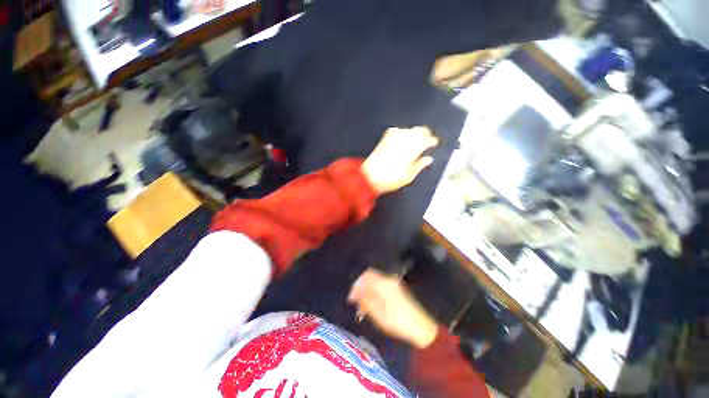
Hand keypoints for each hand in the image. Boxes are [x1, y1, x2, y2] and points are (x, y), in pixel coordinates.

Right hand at [348, 269, 438, 348]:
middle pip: (370, 276)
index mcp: (383, 283)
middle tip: (356, 299)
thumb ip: (366, 302)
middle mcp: (388, 278)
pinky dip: (375, 290)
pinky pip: (382, 283)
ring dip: (368, 288)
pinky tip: (374, 299)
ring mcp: (394, 281)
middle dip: (361, 286)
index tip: (351, 298)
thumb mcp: (379, 315)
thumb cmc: (399, 321)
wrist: (423, 324)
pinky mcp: (398, 286)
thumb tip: (356, 295)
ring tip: (363, 301)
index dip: (356, 286)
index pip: (365, 276)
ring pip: (376, 279)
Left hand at [361, 127, 439, 193]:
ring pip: (408, 129)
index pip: (427, 140)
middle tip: (427, 139)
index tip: (434, 143)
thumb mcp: (409, 176)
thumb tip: (429, 159)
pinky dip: (401, 132)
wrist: (369, 176)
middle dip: (425, 133)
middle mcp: (405, 139)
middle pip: (419, 130)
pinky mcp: (384, 139)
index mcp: (413, 148)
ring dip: (414, 132)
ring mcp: (393, 137)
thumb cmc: (391, 179)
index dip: (432, 141)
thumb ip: (419, 165)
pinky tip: (402, 136)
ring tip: (416, 138)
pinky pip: (396, 130)